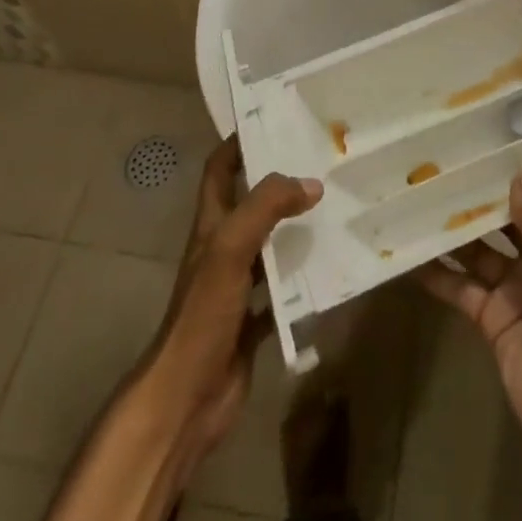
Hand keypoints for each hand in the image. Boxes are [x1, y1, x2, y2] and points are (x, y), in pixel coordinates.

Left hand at [145, 138, 321, 459]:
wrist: (187, 398)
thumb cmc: (203, 314)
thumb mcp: (230, 247)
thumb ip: (267, 208)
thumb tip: (311, 183)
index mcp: (211, 226)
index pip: (219, 170)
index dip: (238, 143)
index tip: (272, 121)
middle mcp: (222, 250)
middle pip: (250, 204)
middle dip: (279, 184)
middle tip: (320, 164)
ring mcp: (236, 287)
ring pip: (269, 247)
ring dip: (295, 231)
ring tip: (334, 211)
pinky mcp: (251, 321)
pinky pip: (282, 293)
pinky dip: (303, 283)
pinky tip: (330, 273)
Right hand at [418, 169, 521, 510]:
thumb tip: (520, 176)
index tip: (501, 145)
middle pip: (509, 220)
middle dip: (483, 196)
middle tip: (447, 163)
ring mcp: (515, 289)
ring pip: (479, 248)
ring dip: (454, 228)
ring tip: (420, 195)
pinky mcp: (491, 318)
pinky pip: (460, 287)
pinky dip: (437, 272)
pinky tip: (410, 251)